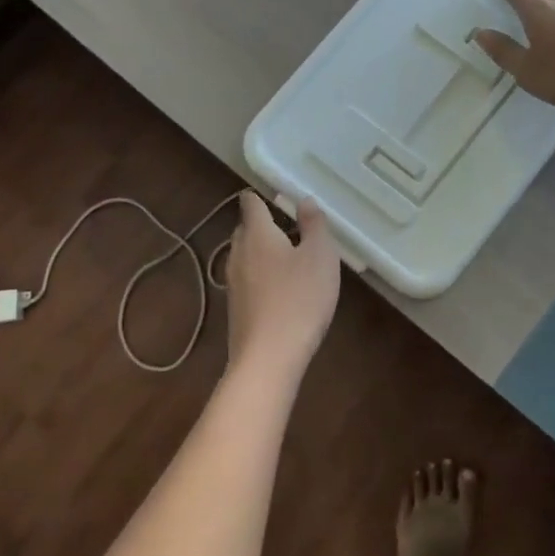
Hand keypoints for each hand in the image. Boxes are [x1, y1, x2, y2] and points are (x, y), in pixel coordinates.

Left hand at [224, 193, 340, 379]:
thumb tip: (304, 200)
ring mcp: (233, 283)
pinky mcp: (235, 309)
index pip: (251, 203)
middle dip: (263, 225)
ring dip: (262, 253)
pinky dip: (261, 277)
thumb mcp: (321, 256)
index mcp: (256, 234)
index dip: (260, 196)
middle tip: (290, 228)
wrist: (268, 359)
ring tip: (288, 259)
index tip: (277, 197)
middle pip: (245, 229)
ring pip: (245, 256)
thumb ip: (314, 224)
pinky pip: (247, 280)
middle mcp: (238, 253)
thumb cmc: (299, 299)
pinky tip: (280, 291)